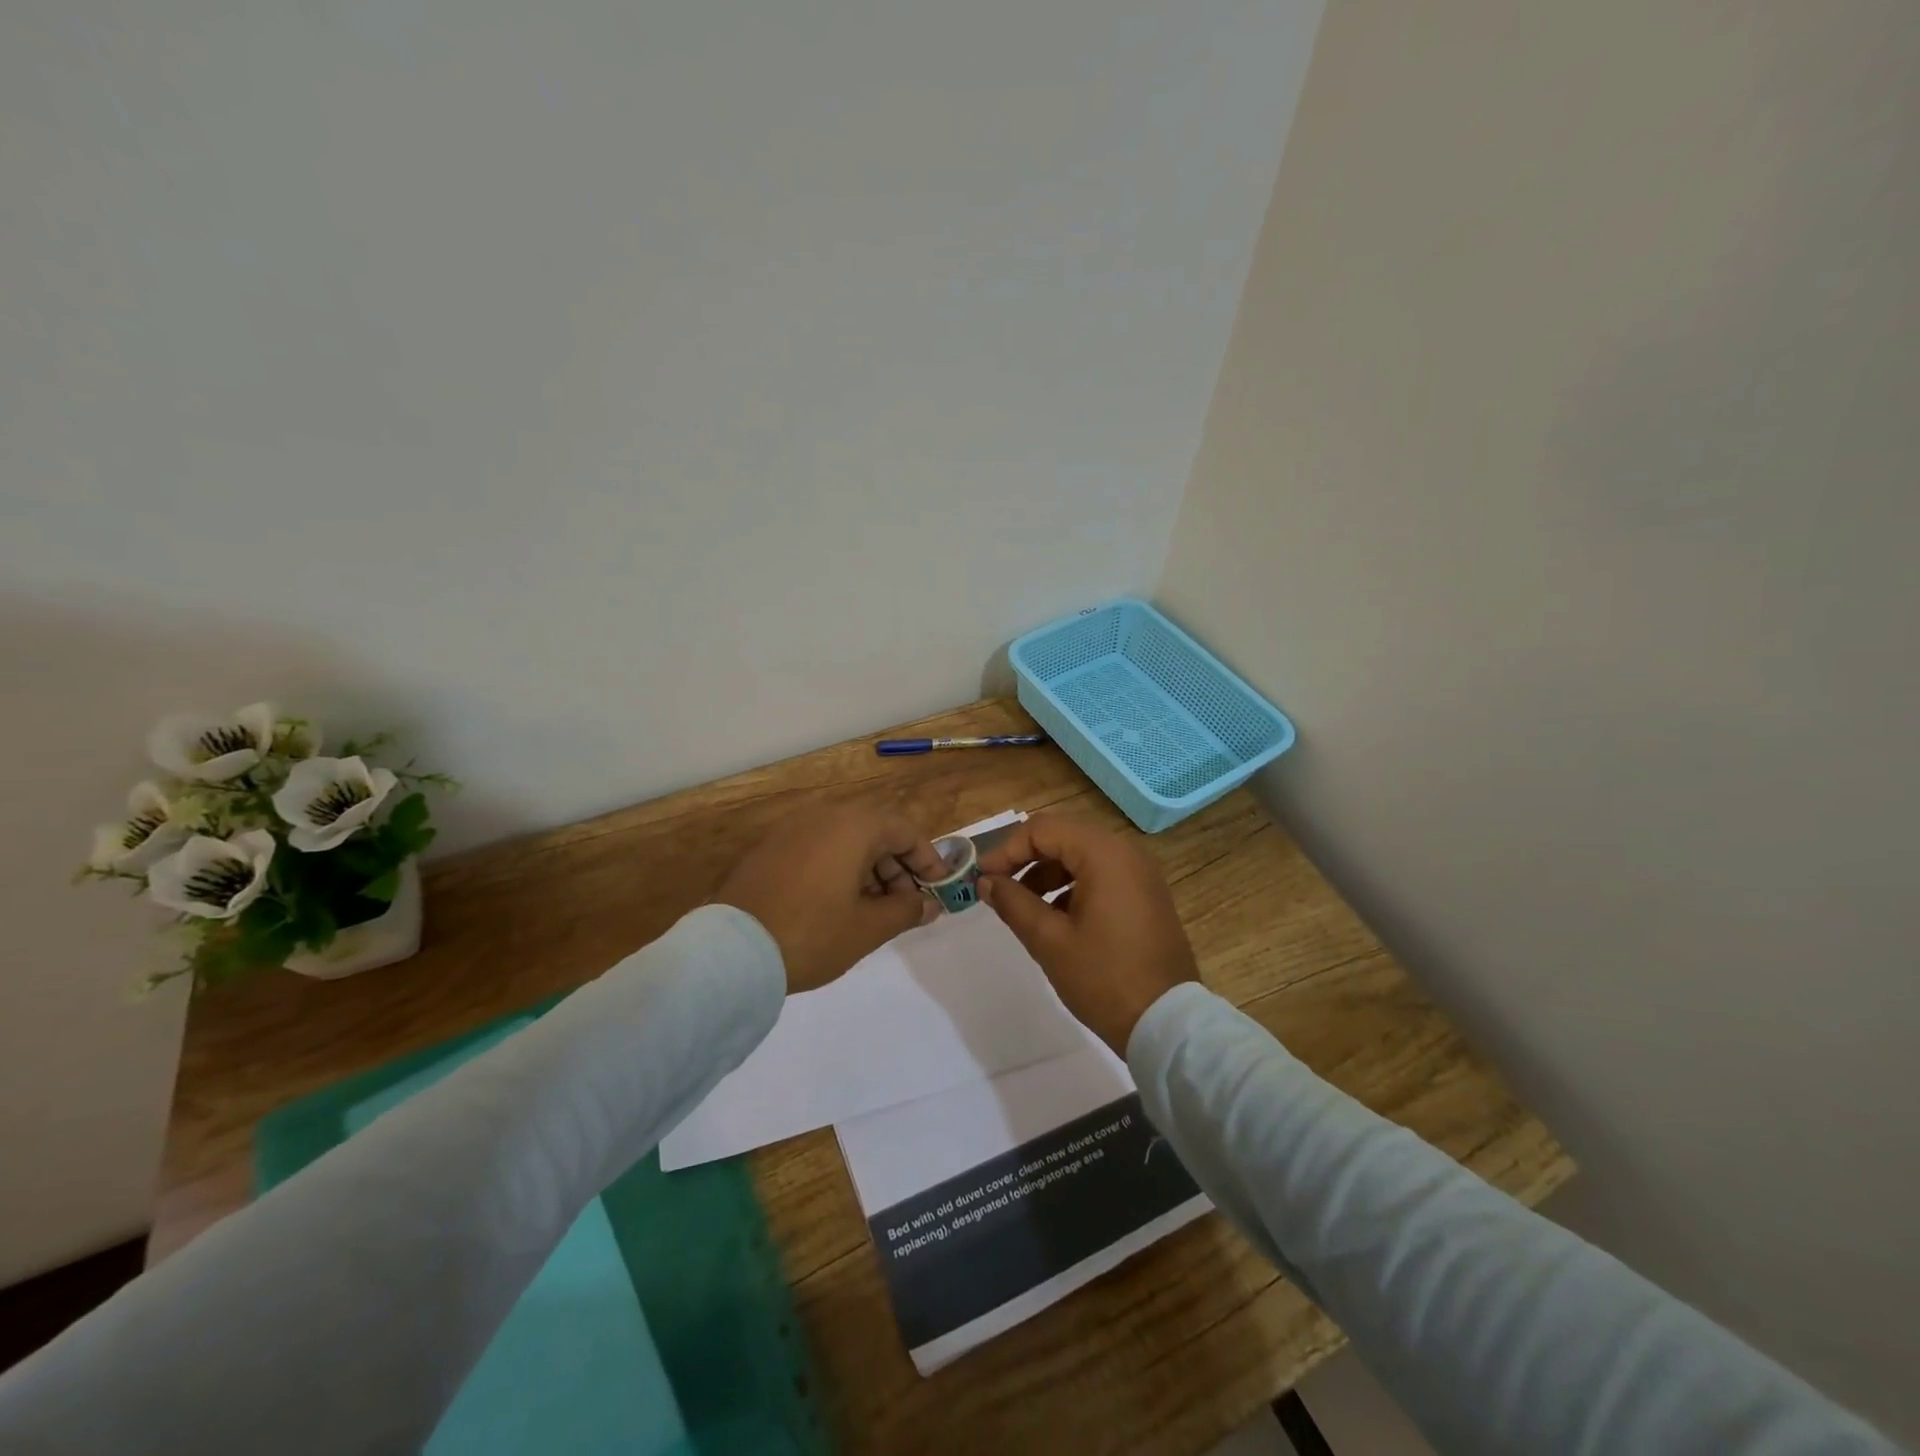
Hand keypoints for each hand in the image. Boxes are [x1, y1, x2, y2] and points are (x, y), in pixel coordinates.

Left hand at [713, 801, 944, 993]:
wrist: (732, 953)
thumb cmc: (812, 934)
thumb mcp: (868, 928)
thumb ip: (906, 910)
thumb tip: (929, 905)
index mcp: (853, 826)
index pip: (905, 830)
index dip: (927, 860)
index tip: (937, 891)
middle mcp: (823, 816)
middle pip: (875, 832)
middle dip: (897, 868)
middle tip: (905, 906)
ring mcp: (791, 830)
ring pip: (845, 841)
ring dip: (868, 870)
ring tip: (873, 911)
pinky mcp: (769, 849)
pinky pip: (817, 849)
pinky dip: (838, 870)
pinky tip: (837, 906)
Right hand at [976, 815, 1199, 1053]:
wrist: (1167, 1023)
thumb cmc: (1104, 978)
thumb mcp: (1049, 941)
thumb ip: (1013, 903)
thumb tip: (986, 881)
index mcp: (1104, 854)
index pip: (1042, 829)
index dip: (1007, 850)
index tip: (982, 878)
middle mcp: (1126, 851)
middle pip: (1063, 837)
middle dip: (1025, 859)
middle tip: (997, 888)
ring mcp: (1140, 872)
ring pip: (1081, 856)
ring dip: (1047, 874)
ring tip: (1023, 908)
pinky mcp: (1145, 894)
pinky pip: (1101, 874)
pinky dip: (1072, 886)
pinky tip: (1055, 919)